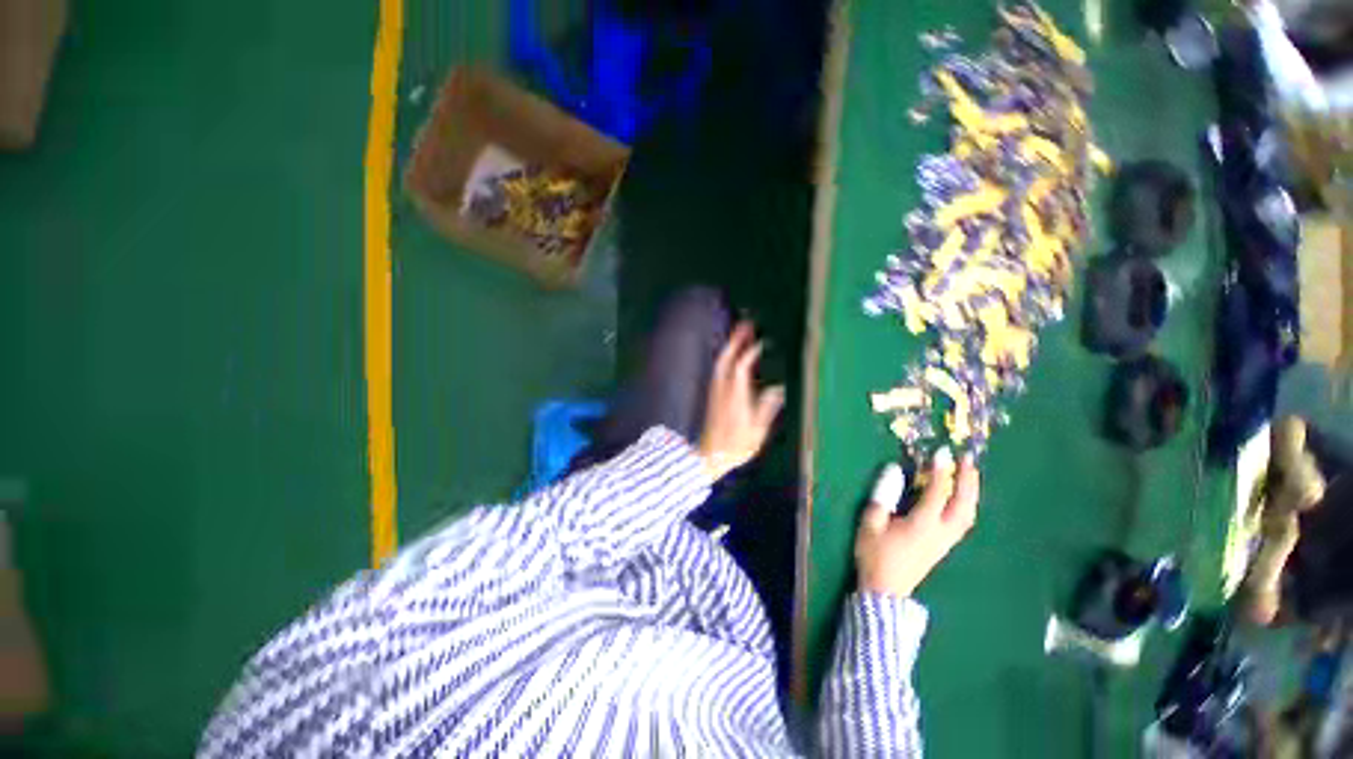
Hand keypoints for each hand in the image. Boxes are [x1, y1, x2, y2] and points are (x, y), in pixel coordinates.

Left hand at [697, 321, 784, 481]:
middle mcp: (723, 390)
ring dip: (730, 346)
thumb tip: (777, 390)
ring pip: (721, 363)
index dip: (749, 353)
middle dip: (736, 340)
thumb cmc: (735, 447)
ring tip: (740, 332)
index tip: (761, 342)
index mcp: (735, 398)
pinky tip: (731, 354)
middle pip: (726, 359)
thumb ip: (765, 409)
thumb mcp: (756, 433)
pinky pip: (719, 369)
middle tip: (746, 323)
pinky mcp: (714, 395)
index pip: (740, 368)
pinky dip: (725, 357)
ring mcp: (716, 392)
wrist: (709, 456)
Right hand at [855, 450, 979, 597]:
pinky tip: (960, 500)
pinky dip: (966, 506)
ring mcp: (945, 542)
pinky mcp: (943, 547)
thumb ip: (883, 495)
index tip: (943, 452)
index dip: (941, 471)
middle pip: (963, 505)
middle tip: (968, 461)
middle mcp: (941, 532)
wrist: (885, 590)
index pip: (937, 492)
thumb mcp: (871, 522)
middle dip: (968, 482)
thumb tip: (894, 470)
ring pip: (967, 515)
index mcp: (923, 524)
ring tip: (969, 476)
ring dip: (971, 494)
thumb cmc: (875, 554)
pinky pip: (962, 522)